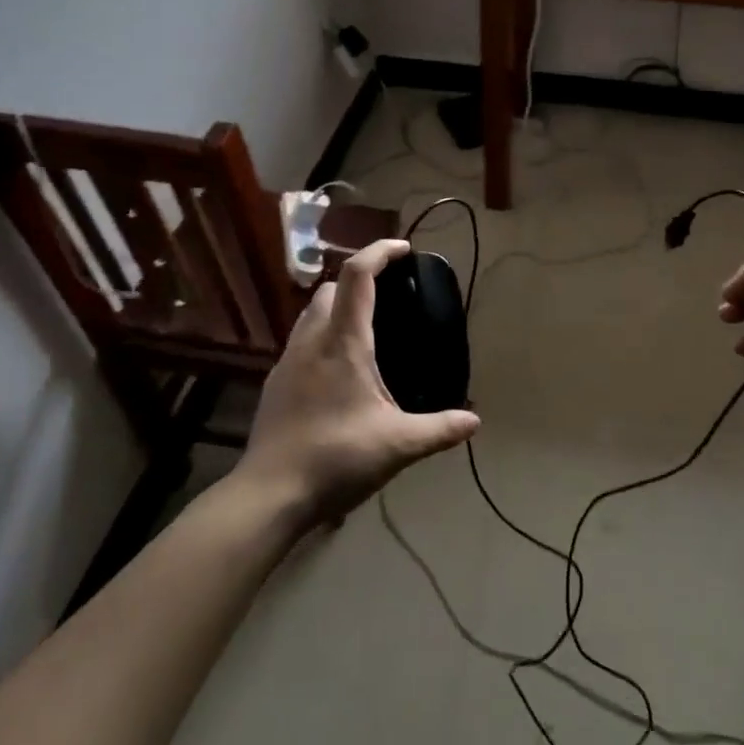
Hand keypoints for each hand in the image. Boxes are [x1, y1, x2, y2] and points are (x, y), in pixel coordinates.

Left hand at [238, 239, 479, 527]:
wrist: (269, 494)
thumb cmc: (336, 458)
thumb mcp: (397, 445)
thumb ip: (438, 429)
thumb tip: (474, 421)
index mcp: (343, 342)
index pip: (358, 275)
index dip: (380, 252)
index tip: (404, 249)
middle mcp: (312, 341)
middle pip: (331, 288)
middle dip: (360, 280)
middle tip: (389, 295)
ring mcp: (287, 361)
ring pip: (311, 313)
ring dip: (337, 307)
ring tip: (366, 330)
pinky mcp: (275, 383)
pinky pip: (301, 341)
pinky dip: (322, 336)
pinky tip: (338, 370)